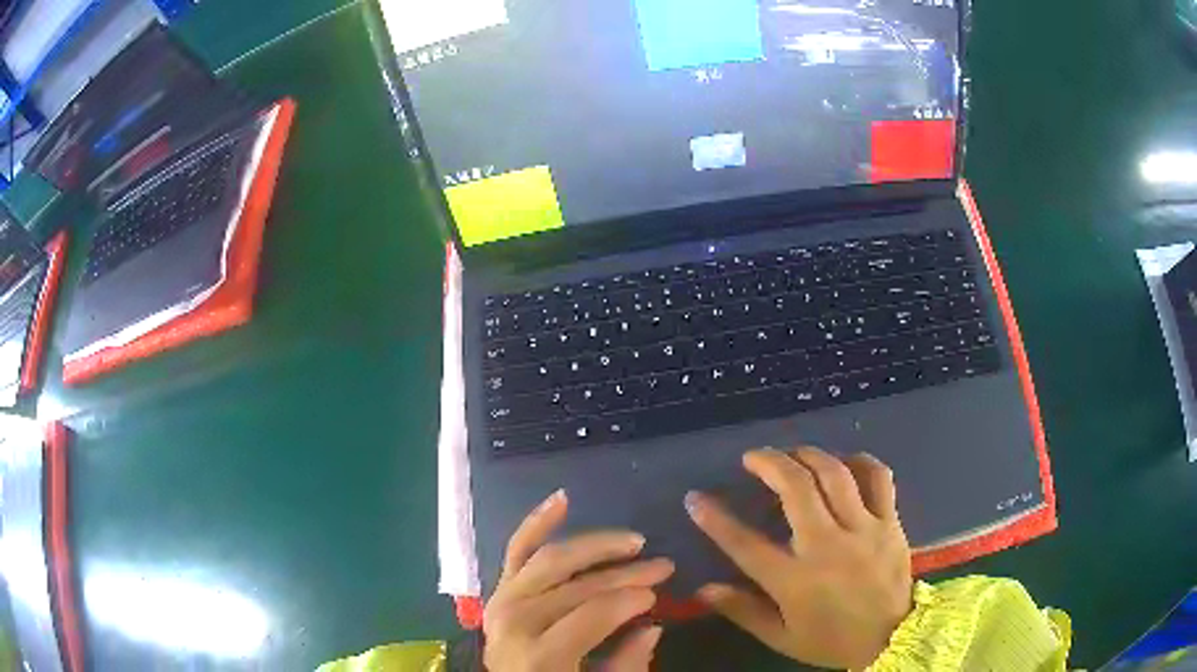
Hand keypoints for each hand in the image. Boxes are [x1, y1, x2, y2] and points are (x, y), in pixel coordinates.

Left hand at [483, 490, 673, 671]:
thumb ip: (626, 664)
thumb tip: (653, 627)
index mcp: (539, 654)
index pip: (593, 613)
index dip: (630, 599)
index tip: (659, 594)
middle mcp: (515, 621)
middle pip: (577, 586)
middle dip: (625, 573)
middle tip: (663, 566)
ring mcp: (502, 601)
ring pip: (552, 559)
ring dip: (595, 545)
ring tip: (634, 540)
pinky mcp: (499, 590)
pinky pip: (516, 549)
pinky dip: (538, 522)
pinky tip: (562, 499)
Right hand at [686, 447, 912, 669]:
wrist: (891, 639)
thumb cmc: (831, 641)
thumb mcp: (781, 637)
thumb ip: (743, 611)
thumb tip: (703, 589)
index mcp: (795, 580)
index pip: (744, 544)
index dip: (715, 519)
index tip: (696, 499)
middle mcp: (827, 546)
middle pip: (795, 488)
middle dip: (768, 463)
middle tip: (752, 457)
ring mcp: (863, 529)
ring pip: (834, 474)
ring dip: (808, 454)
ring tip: (793, 453)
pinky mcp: (890, 522)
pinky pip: (878, 478)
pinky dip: (860, 462)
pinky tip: (846, 461)